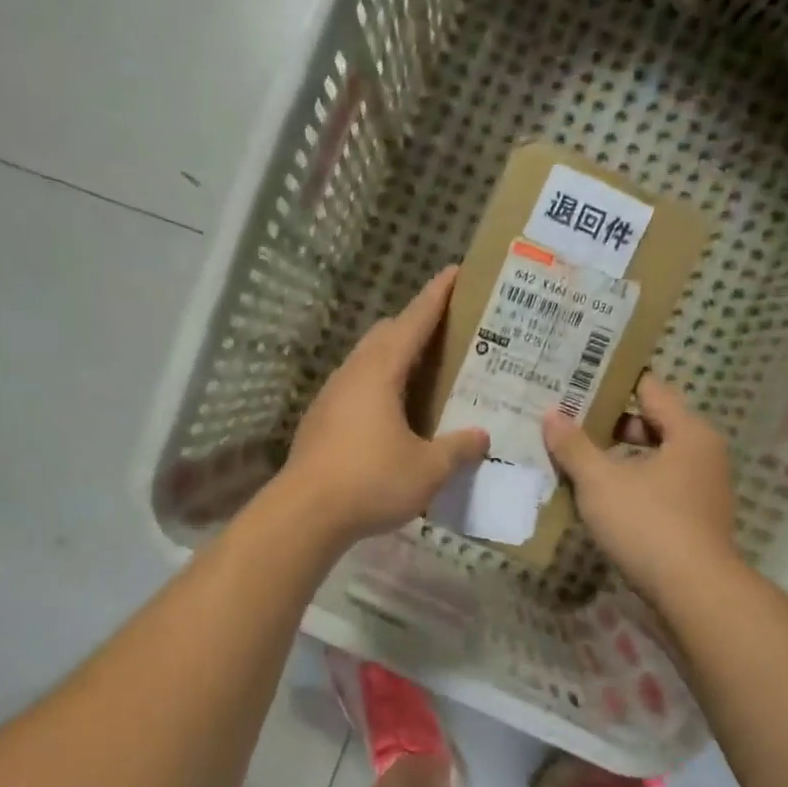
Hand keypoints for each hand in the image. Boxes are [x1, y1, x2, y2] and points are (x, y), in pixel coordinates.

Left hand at [276, 266, 488, 544]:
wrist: (305, 514)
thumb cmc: (371, 481)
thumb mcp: (428, 469)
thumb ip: (458, 449)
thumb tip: (482, 436)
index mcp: (380, 372)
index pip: (413, 321)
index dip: (436, 297)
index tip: (454, 272)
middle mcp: (352, 374)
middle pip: (385, 335)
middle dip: (415, 325)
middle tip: (448, 333)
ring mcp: (331, 397)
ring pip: (367, 362)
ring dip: (394, 359)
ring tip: (424, 374)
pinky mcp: (321, 422)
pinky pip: (356, 389)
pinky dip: (379, 387)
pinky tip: (394, 415)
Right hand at [541, 374, 738, 597]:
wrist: (693, 592)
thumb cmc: (648, 523)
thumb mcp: (600, 482)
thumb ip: (574, 446)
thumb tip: (551, 414)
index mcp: (689, 432)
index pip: (650, 390)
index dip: (613, 383)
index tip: (579, 380)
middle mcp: (703, 454)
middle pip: (652, 425)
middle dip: (609, 425)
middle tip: (567, 421)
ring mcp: (702, 490)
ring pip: (652, 461)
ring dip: (617, 460)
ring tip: (574, 460)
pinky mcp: (694, 520)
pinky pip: (657, 489)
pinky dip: (629, 486)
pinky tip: (597, 498)